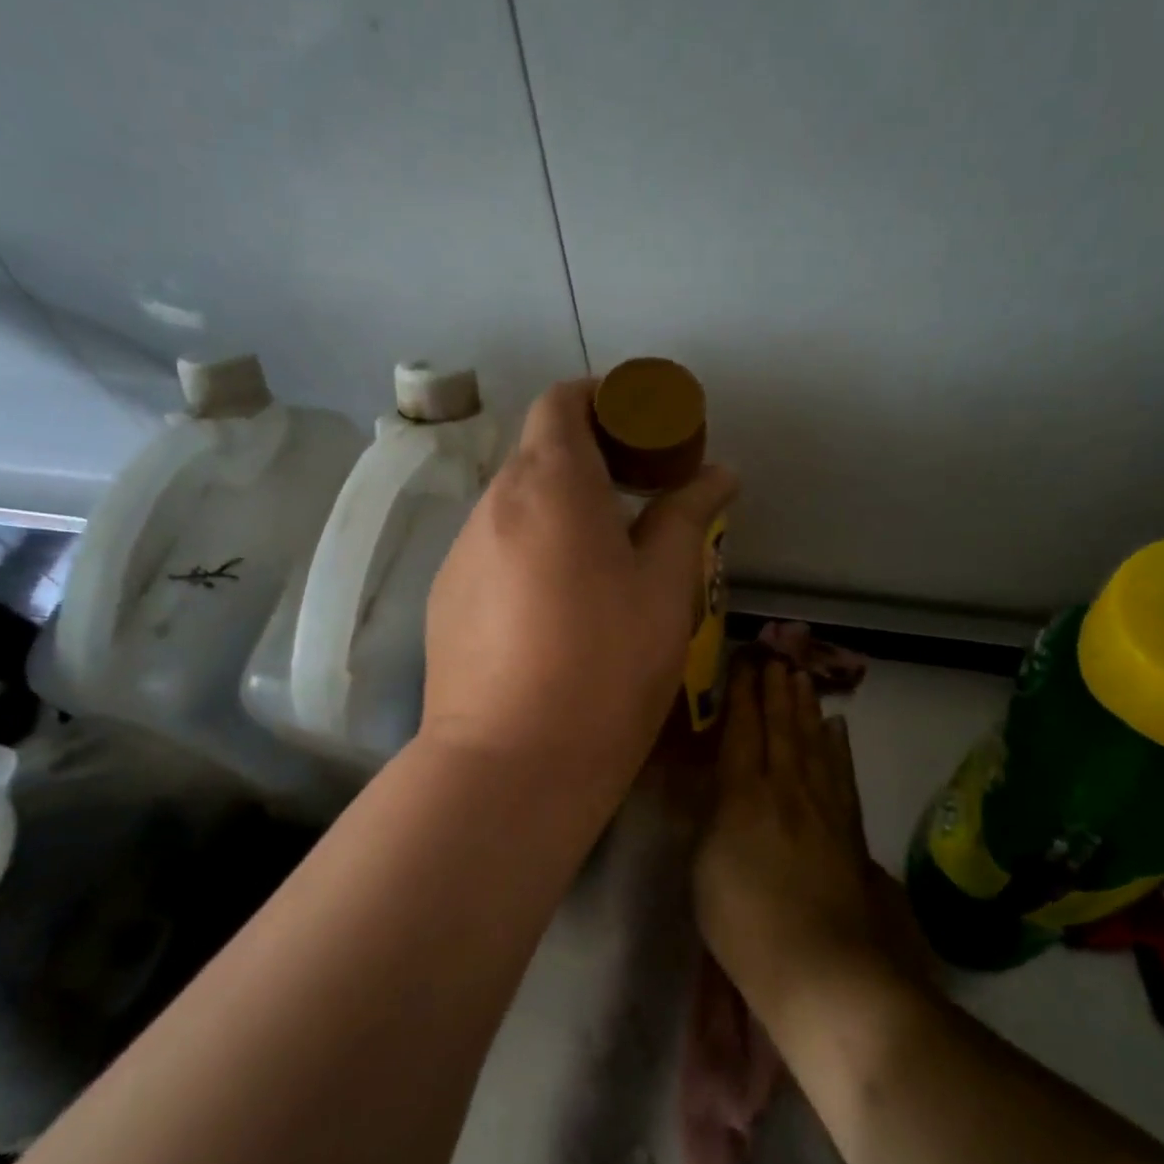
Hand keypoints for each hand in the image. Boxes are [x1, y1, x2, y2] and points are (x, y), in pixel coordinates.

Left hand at [421, 378, 736, 809]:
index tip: (643, 429)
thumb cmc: (604, 666)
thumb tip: (717, 475)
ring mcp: (460, 555)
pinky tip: (556, 608)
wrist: (510, 764)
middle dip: (590, 458)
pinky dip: (529, 551)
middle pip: (538, 453)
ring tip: (603, 560)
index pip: (562, 402)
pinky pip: (494, 552)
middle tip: (640, 497)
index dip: (603, 400)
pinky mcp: (446, 600)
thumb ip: (687, 517)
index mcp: (550, 485)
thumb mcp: (665, 588)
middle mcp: (493, 505)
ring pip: (515, 507)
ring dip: (559, 510)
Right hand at [695, 659, 930, 1019]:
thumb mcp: (703, 868)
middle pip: (781, 727)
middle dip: (775, 688)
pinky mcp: (849, 829)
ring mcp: (823, 807)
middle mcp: (786, 788)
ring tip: (801, 677)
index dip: (740, 695)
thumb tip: (716, 787)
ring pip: (813, 742)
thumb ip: (709, 819)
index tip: (741, 663)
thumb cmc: (745, 922)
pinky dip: (838, 746)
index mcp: (744, 794)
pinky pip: (842, 773)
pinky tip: (838, 728)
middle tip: (774, 655)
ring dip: (806, 707)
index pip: (741, 731)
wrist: (823, 969)